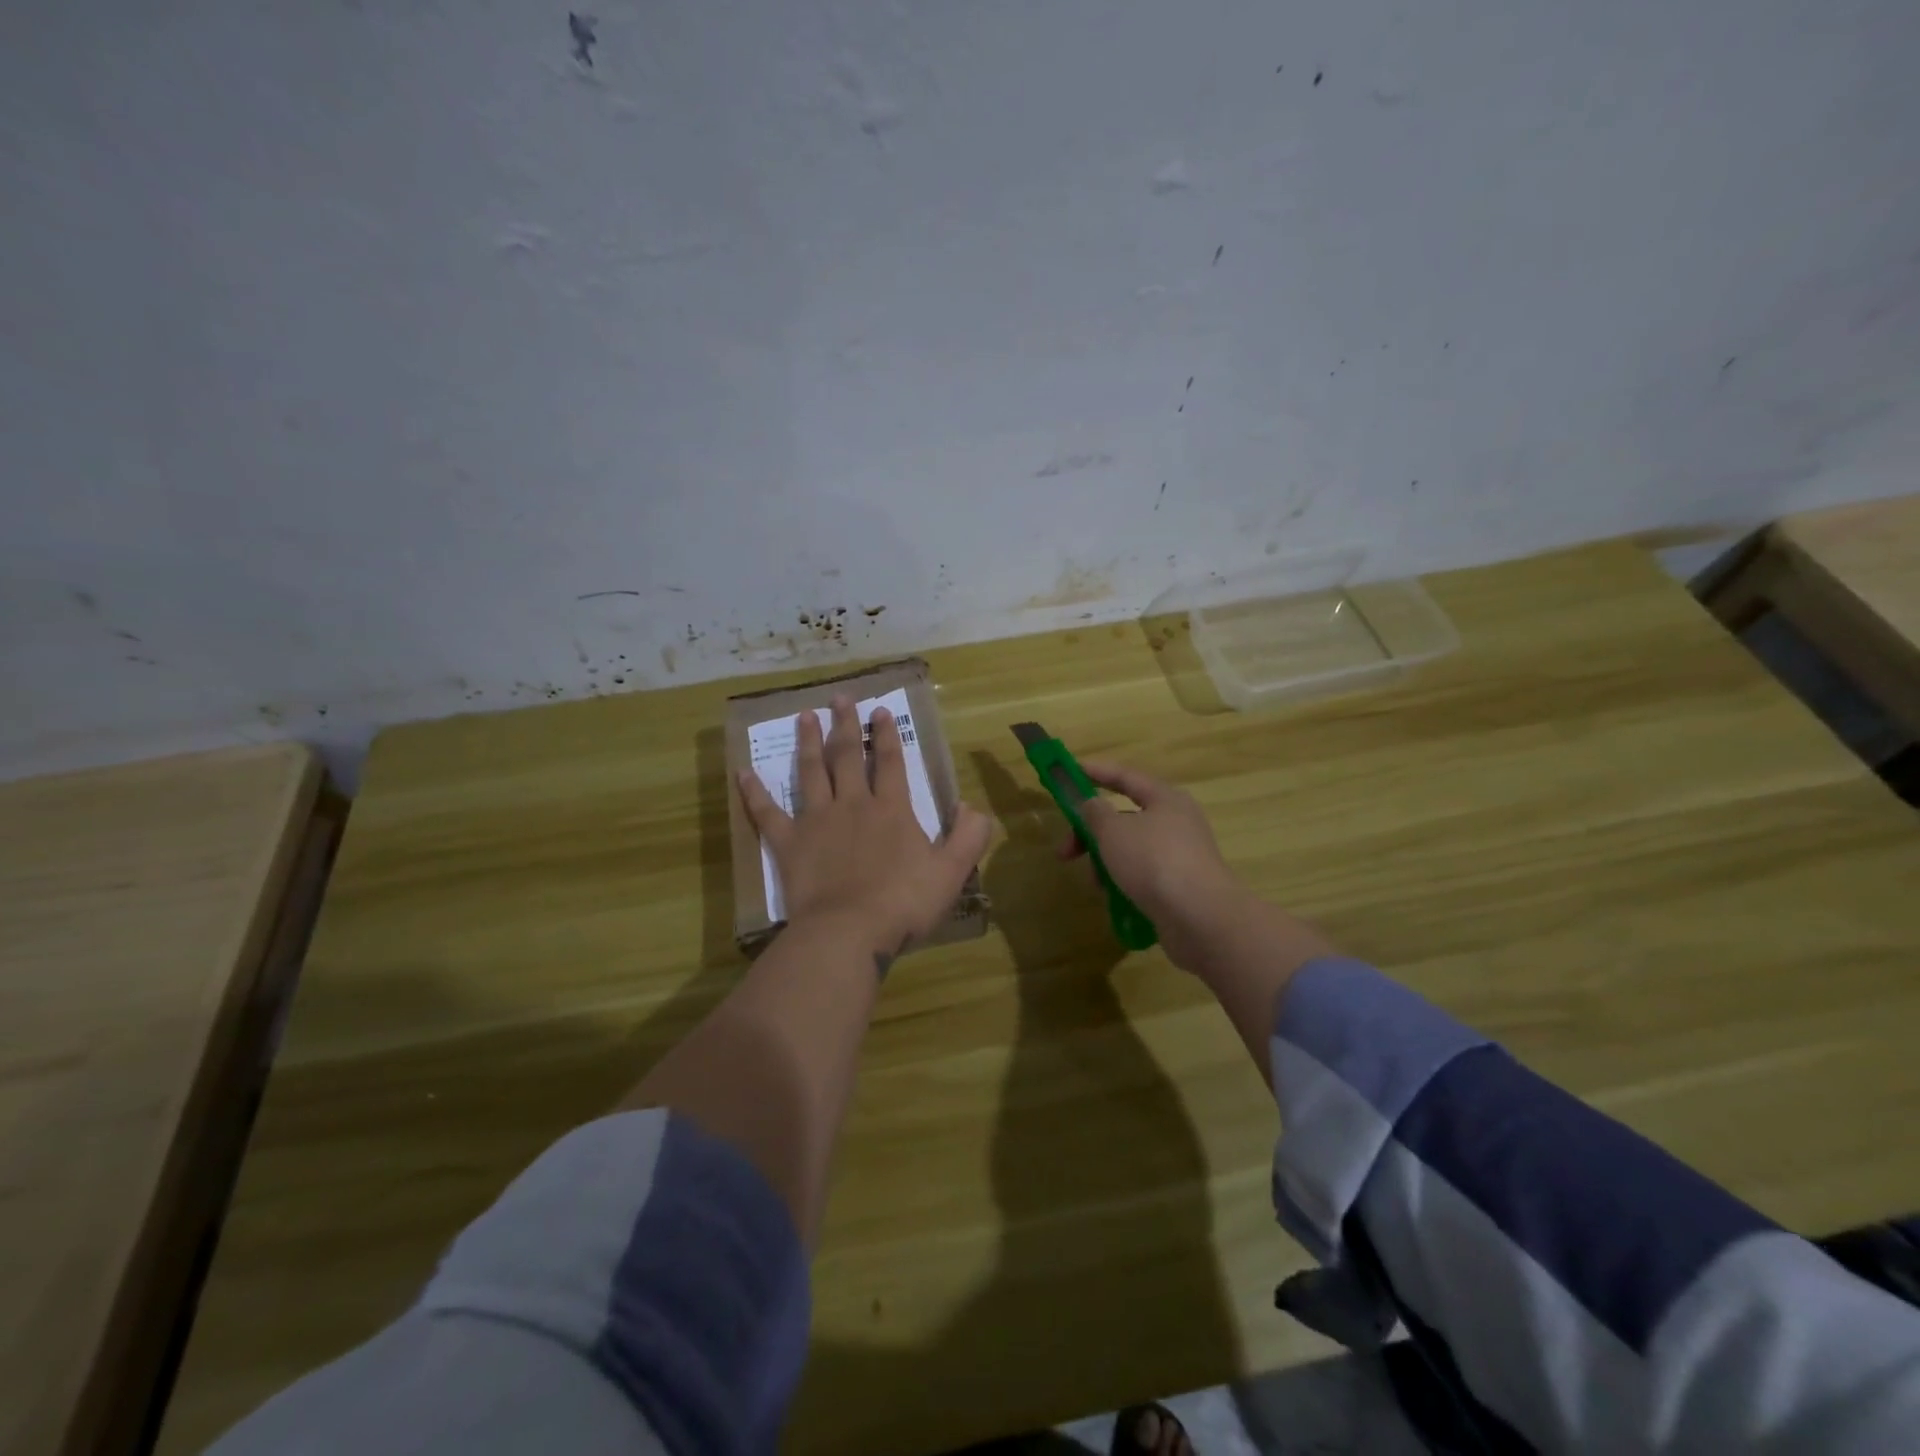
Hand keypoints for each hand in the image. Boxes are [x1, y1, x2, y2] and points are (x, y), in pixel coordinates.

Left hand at [739, 696, 992, 958]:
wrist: (849, 931)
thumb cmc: (903, 903)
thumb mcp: (952, 872)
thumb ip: (968, 836)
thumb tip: (970, 805)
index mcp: (891, 810)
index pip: (891, 762)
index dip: (887, 734)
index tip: (880, 710)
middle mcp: (853, 804)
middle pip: (848, 756)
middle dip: (845, 725)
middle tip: (840, 698)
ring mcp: (817, 821)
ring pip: (811, 772)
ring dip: (808, 742)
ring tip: (804, 715)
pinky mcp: (788, 843)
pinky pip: (768, 813)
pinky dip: (755, 793)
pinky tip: (743, 773)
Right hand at [1062, 760, 1261, 970]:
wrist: (1200, 917)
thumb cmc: (1153, 861)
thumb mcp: (1113, 831)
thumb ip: (1095, 813)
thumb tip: (1092, 804)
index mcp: (1165, 799)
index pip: (1125, 777)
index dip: (1096, 772)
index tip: (1070, 771)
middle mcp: (1177, 821)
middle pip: (1125, 817)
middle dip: (1091, 833)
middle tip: (1065, 852)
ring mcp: (1181, 855)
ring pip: (1132, 849)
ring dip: (1106, 861)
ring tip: (1095, 884)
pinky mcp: (1182, 885)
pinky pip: (1143, 875)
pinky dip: (1124, 881)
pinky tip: (1114, 898)